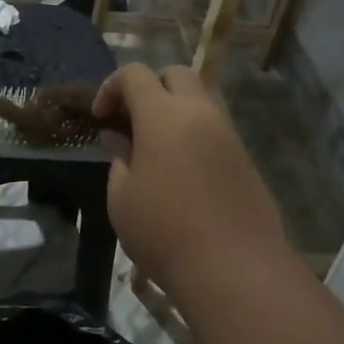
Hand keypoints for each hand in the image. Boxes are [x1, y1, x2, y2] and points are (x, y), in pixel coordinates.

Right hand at [93, 63, 289, 292]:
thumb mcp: (122, 198)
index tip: (100, 117)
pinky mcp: (244, 160)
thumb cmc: (163, 231)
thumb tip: (120, 139)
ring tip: (151, 151)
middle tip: (129, 121)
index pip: (135, 74)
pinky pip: (213, 131)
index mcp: (164, 116)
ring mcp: (228, 136)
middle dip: (148, 87)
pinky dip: (191, 136)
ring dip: (172, 113)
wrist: (234, 268)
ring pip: (198, 102)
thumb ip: (119, 159)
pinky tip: (177, 172)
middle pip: (175, 74)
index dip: (111, 87)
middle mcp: (200, 114)